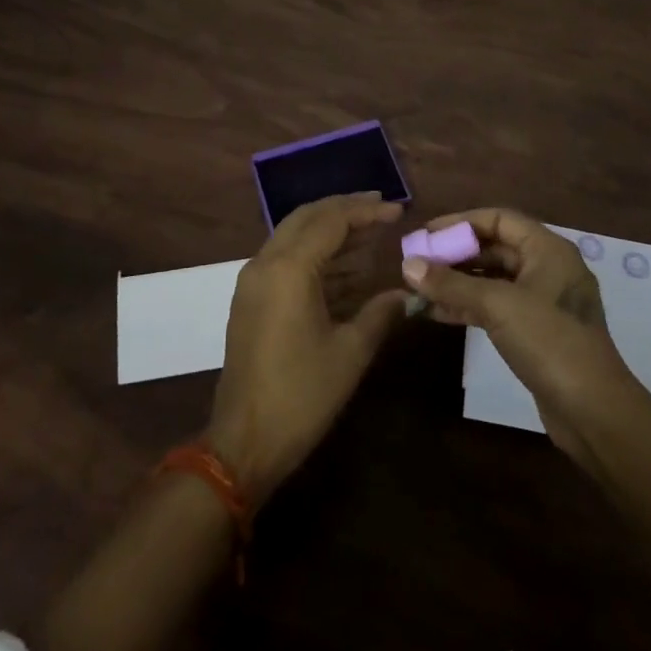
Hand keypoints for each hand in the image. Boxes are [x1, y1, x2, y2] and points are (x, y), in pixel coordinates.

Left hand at [206, 193, 408, 505]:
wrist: (244, 442)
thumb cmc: (301, 395)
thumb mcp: (350, 353)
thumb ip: (380, 313)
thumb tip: (407, 293)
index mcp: (289, 269)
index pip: (331, 220)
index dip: (367, 211)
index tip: (398, 210)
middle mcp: (265, 263)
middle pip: (307, 217)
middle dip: (345, 209)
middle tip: (381, 208)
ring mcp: (253, 280)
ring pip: (293, 236)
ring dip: (329, 231)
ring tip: (370, 234)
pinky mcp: (250, 299)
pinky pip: (284, 258)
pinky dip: (314, 254)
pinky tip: (345, 267)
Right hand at [402, 208, 645, 467]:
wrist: (594, 412)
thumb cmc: (550, 342)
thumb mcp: (498, 306)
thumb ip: (451, 284)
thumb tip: (408, 265)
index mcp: (548, 249)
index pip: (498, 219)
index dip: (460, 223)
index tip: (426, 234)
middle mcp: (547, 268)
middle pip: (494, 249)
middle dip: (454, 255)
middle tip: (417, 263)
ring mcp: (543, 302)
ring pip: (492, 281)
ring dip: (456, 284)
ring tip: (418, 289)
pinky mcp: (536, 332)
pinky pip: (496, 307)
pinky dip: (468, 307)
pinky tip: (436, 313)